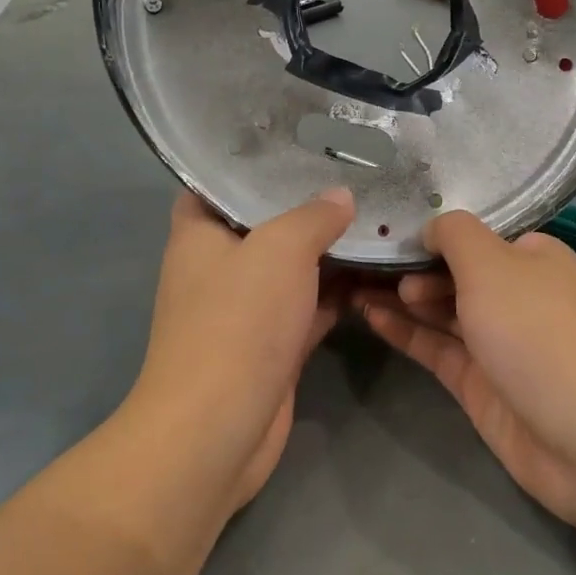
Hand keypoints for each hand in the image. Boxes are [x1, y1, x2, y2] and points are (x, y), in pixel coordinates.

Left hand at [129, 189, 354, 511]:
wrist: (219, 428)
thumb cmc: (238, 322)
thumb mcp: (279, 249)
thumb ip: (313, 217)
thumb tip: (340, 198)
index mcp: (199, 235)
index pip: (218, 184)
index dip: (253, 164)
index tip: (300, 146)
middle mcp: (218, 268)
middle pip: (264, 225)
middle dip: (306, 207)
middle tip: (357, 178)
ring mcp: (246, 311)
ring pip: (291, 270)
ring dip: (328, 253)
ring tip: (376, 219)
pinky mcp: (272, 347)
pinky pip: (308, 308)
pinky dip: (336, 294)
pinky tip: (376, 274)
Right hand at [356, 211, 575, 528]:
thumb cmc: (539, 333)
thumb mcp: (493, 264)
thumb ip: (455, 235)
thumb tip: (430, 228)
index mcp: (530, 256)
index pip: (473, 234)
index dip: (431, 231)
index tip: (384, 227)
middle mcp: (514, 294)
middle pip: (453, 272)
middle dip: (410, 265)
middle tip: (366, 264)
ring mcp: (496, 342)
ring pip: (440, 311)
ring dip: (399, 297)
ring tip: (350, 282)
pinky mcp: (480, 384)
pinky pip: (435, 348)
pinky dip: (405, 331)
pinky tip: (369, 314)